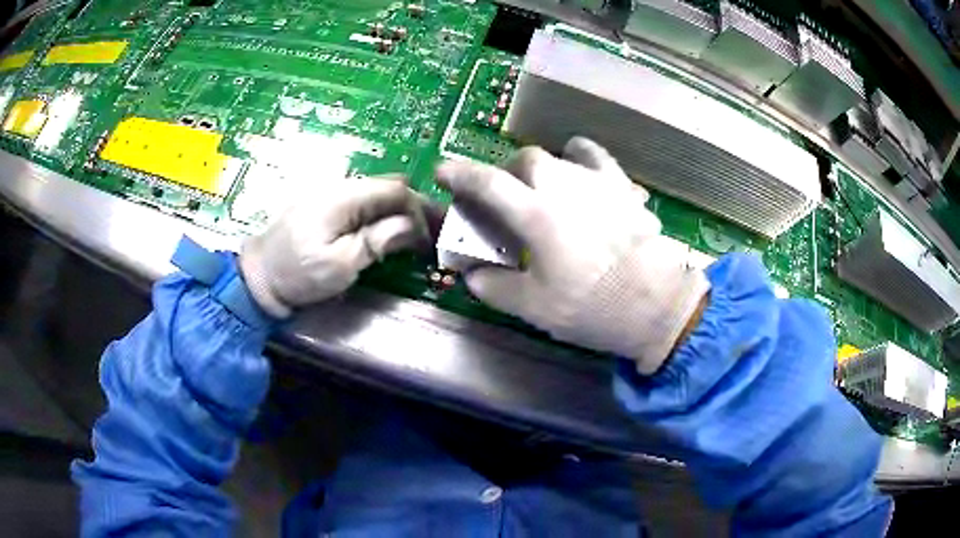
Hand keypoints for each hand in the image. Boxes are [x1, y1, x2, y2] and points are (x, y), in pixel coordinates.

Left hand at [240, 176, 424, 317]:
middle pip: (388, 187)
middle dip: (413, 208)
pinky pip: (363, 202)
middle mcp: (340, 186)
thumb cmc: (298, 274)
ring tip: (413, 236)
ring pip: (377, 194)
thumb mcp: (340, 265)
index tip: (431, 236)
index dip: (419, 209)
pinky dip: (381, 215)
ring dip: (398, 212)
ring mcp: (331, 193)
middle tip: (429, 236)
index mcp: (344, 196)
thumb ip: (377, 241)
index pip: (395, 189)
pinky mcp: (326, 204)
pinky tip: (387, 231)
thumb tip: (412, 227)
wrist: (259, 277)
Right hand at [436, 137, 709, 373]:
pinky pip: (597, 160)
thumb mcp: (535, 307)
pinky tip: (583, 175)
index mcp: (536, 214)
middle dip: (507, 172)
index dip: (460, 174)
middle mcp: (564, 185)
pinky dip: (582, 160)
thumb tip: (473, 276)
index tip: (442, 171)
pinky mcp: (624, 187)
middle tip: (506, 198)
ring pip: (560, 155)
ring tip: (544, 189)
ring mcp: (598, 181)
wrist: (659, 304)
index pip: (487, 182)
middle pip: (526, 159)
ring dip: (544, 167)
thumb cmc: (593, 307)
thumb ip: (495, 288)